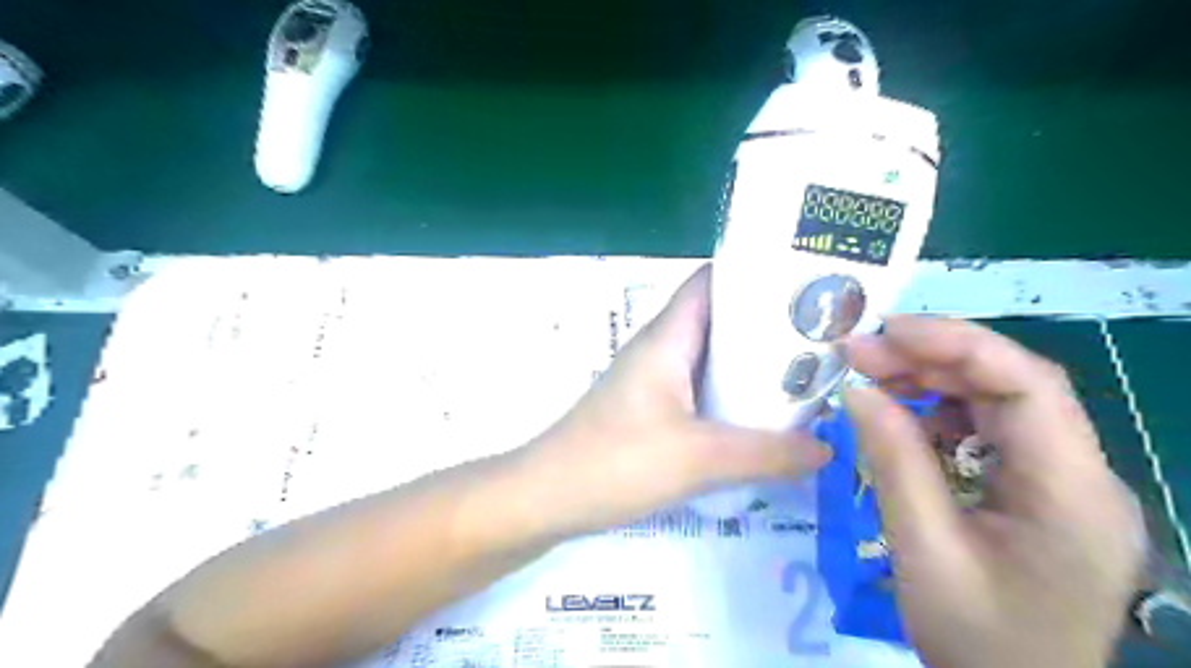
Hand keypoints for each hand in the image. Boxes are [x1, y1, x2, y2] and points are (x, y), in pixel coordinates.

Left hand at [516, 264, 829, 539]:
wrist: (547, 497)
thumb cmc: (617, 462)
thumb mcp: (700, 458)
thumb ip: (767, 453)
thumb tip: (825, 446)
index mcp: (668, 338)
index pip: (713, 282)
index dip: (757, 274)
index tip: (808, 285)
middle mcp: (661, 349)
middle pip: (720, 320)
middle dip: (768, 326)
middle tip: (824, 338)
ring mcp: (654, 380)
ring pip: (712, 358)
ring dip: (752, 366)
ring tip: (807, 376)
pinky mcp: (650, 410)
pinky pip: (700, 390)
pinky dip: (731, 396)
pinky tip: (762, 419)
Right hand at [841, 315, 1138, 667]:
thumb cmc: (976, 640)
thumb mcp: (924, 550)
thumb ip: (894, 462)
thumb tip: (856, 389)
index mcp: (1073, 494)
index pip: (1028, 385)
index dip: (957, 344)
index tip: (886, 332)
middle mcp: (1081, 476)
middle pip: (1011, 386)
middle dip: (931, 359)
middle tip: (859, 353)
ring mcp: (1061, 483)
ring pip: (998, 404)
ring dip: (931, 383)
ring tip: (869, 377)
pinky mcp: (1036, 492)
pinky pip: (987, 433)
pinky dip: (938, 415)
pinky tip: (899, 419)